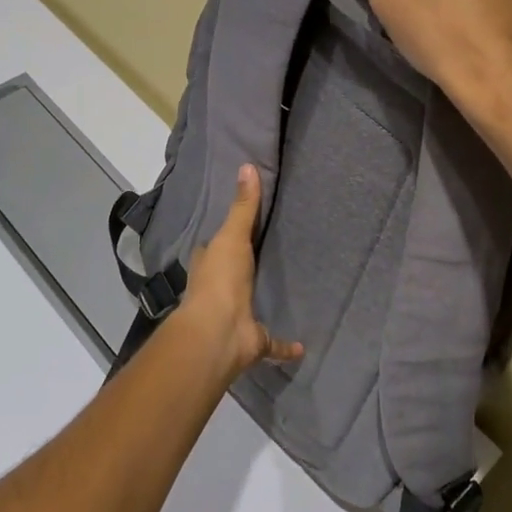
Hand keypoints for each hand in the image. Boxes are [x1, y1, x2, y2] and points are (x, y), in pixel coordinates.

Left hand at [175, 165, 303, 377]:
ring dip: (260, 303)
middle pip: (232, 275)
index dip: (226, 238)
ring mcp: (235, 317)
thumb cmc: (220, 279)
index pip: (214, 247)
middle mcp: (218, 290)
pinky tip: (302, 345)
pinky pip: (272, 343)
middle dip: (245, 269)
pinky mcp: (253, 340)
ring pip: (250, 307)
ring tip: (285, 291)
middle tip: (270, 255)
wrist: (218, 333)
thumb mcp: (232, 235)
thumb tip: (247, 165)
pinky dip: (285, 346)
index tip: (245, 227)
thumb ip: (243, 205)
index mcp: (208, 265)